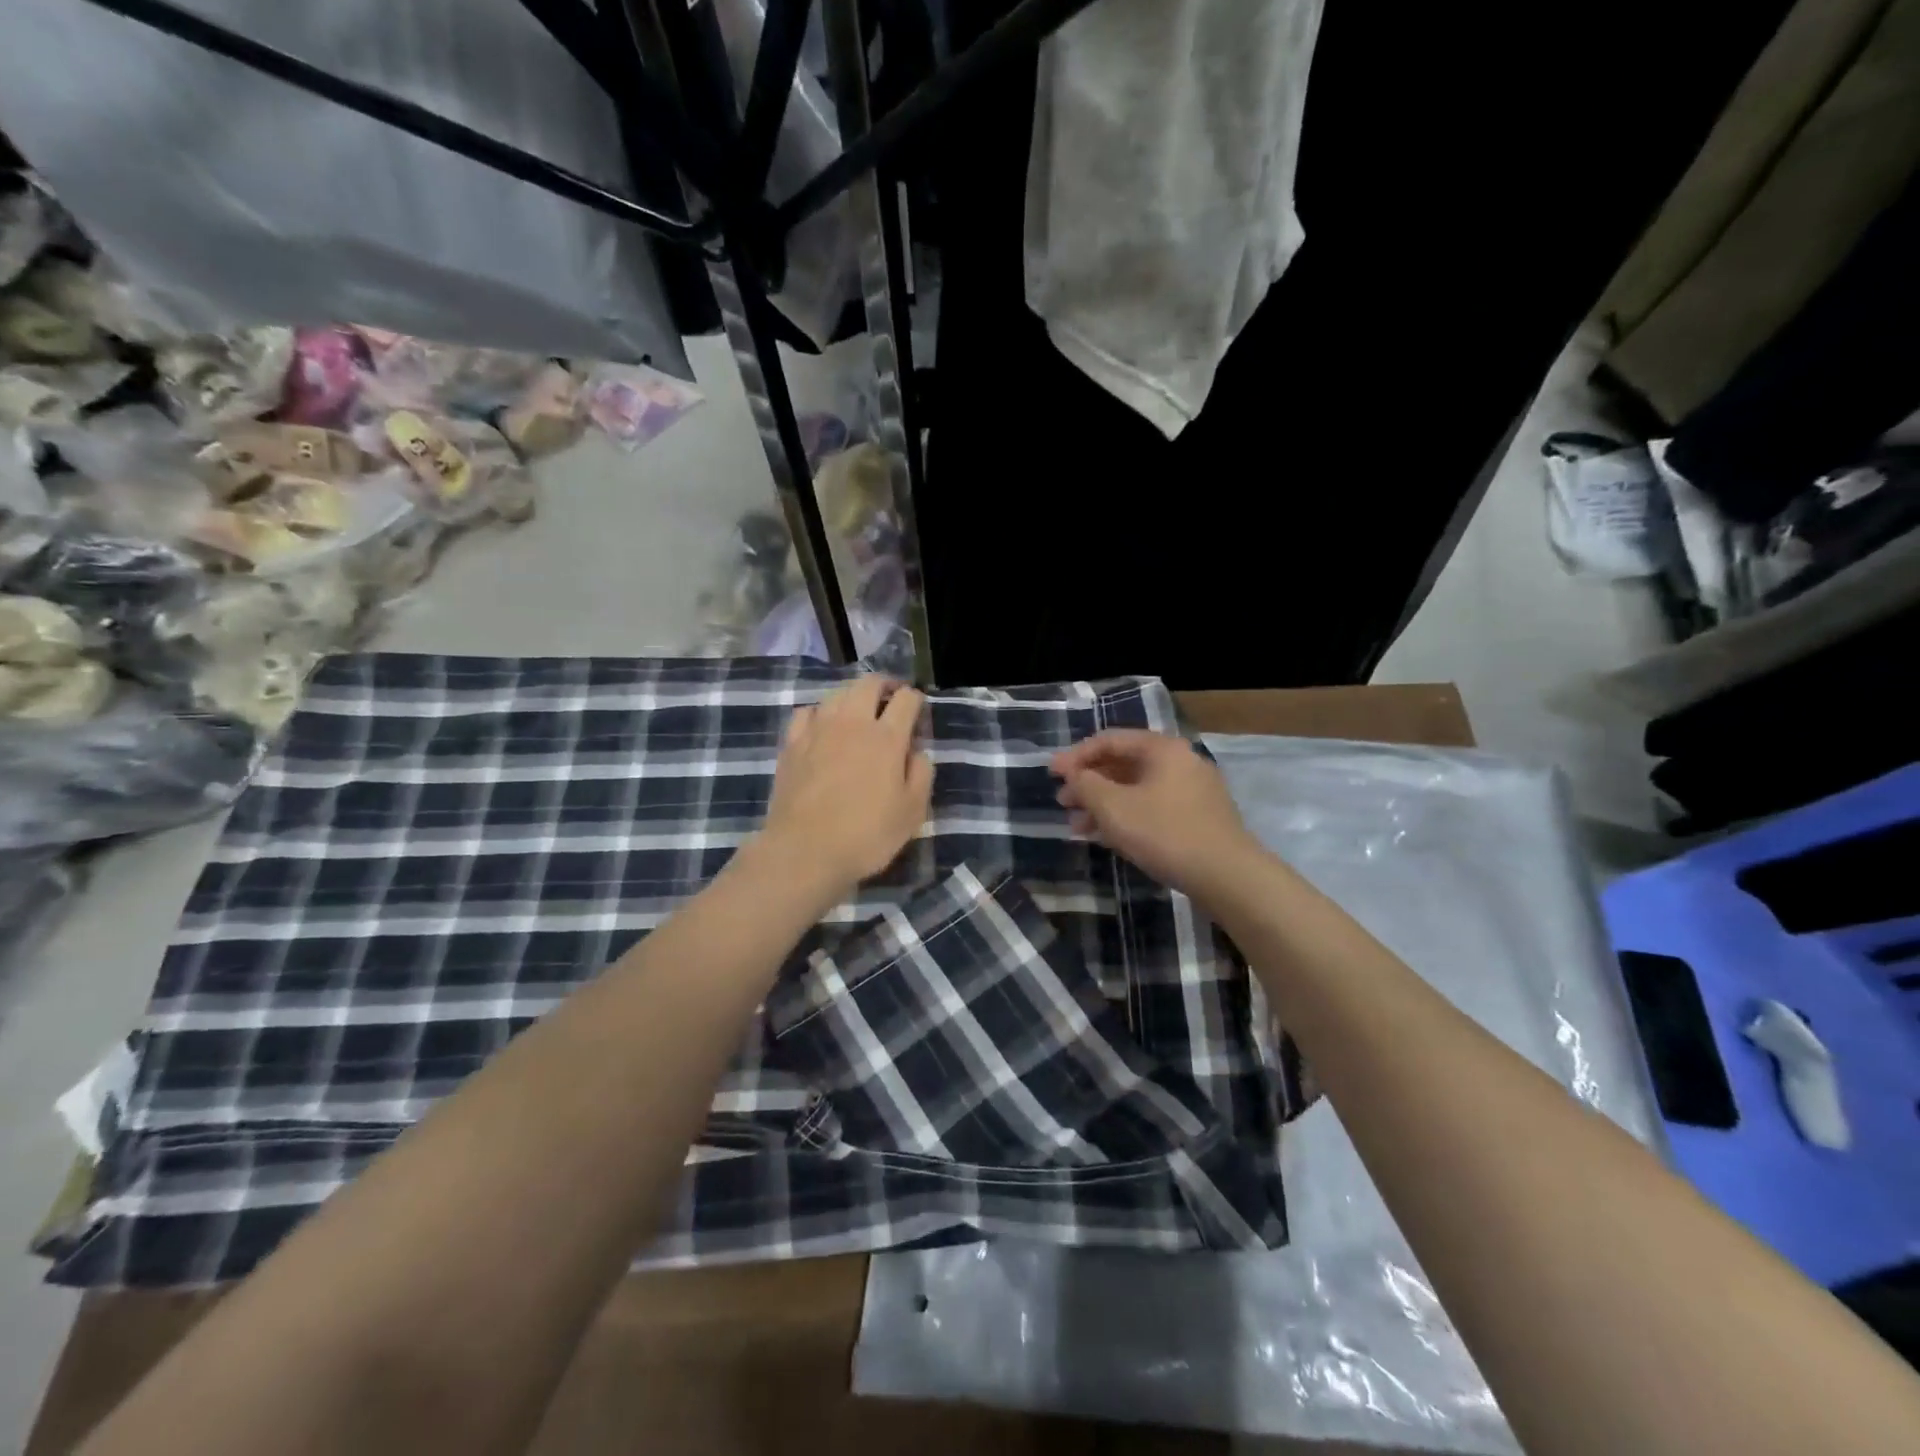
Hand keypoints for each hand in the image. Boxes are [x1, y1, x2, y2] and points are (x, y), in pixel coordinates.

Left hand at [755, 676, 932, 904]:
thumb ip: (921, 774)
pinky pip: (807, 712)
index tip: (918, 711)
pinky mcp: (791, 744)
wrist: (804, 851)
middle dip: (885, 684)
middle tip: (892, 697)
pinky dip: (820, 712)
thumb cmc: (866, 835)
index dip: (916, 699)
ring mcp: (817, 730)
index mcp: (886, 738)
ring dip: (853, 696)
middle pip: (869, 683)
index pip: (906, 699)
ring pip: (837, 693)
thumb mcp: (912, 812)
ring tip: (859, 711)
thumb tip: (917, 751)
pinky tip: (823, 726)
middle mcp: (852, 723)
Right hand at [1052, 729, 1259, 896]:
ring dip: (1104, 804)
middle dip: (1089, 783)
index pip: (1110, 740)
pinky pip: (1152, 807)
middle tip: (1063, 802)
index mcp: (1162, 749)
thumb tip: (1074, 775)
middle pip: (1124, 764)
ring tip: (1077, 826)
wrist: (1227, 876)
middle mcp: (1180, 762)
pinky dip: (1126, 816)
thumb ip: (1087, 785)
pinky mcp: (1198, 818)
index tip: (1051, 774)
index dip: (1075, 756)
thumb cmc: (1165, 833)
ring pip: (1137, 789)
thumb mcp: (1114, 808)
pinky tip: (1107, 838)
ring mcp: (1193, 791)